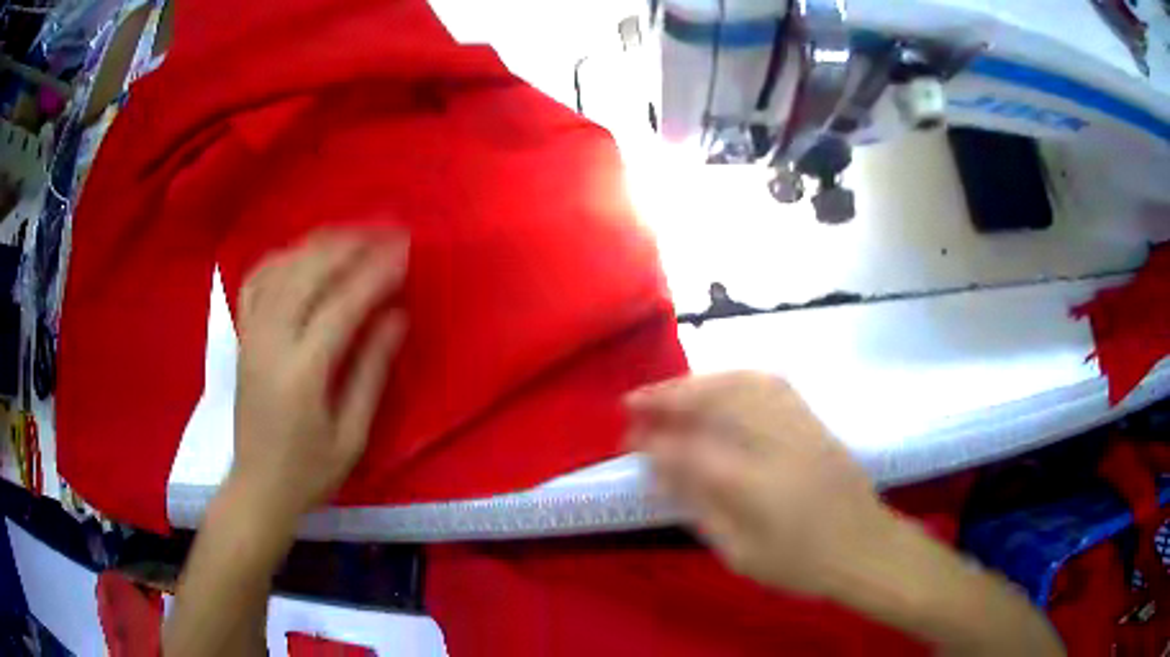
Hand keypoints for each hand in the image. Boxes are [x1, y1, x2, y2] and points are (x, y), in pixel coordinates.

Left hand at [230, 229, 408, 524]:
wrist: (257, 487)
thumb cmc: (310, 471)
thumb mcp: (352, 435)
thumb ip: (371, 372)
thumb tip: (396, 317)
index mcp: (301, 374)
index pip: (341, 306)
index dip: (375, 274)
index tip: (405, 250)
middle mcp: (270, 343)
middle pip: (307, 273)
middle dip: (350, 245)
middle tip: (386, 230)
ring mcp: (251, 335)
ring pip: (282, 269)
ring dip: (320, 243)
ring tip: (354, 234)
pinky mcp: (243, 336)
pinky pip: (257, 280)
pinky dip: (282, 257)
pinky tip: (303, 252)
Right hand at [626, 372, 894, 597]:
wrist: (865, 546)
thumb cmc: (801, 563)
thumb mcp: (741, 553)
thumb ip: (701, 508)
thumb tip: (661, 472)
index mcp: (755, 485)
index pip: (691, 450)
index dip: (655, 440)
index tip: (628, 436)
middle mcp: (777, 443)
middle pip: (716, 401)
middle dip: (669, 395)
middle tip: (635, 400)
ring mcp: (799, 425)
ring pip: (742, 383)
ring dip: (699, 381)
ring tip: (669, 389)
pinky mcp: (813, 419)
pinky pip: (770, 383)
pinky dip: (735, 377)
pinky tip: (719, 385)